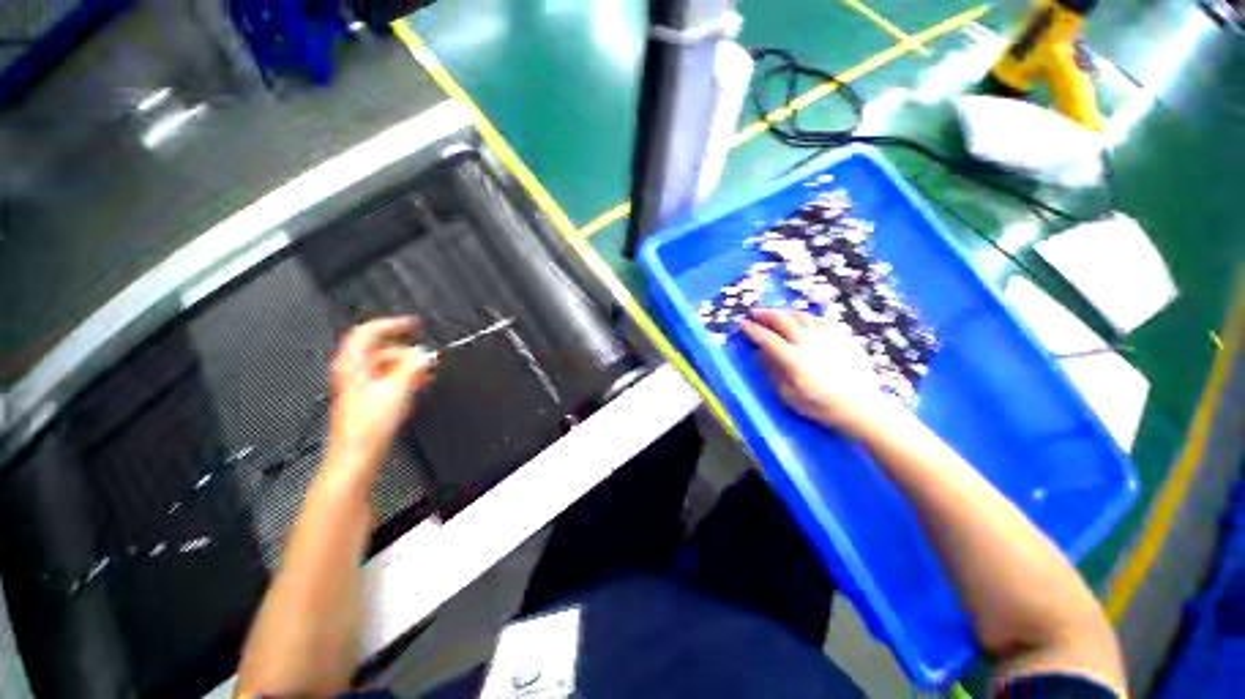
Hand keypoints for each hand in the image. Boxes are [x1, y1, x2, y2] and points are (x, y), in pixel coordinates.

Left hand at [326, 317, 436, 477]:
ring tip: (428, 372)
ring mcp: (360, 387)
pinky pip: (389, 380)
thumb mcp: (395, 391)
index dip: (391, 324)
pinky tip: (419, 385)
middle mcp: (353, 373)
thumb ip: (412, 368)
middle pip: (380, 350)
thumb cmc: (368, 427)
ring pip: (386, 365)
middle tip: (427, 357)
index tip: (414, 324)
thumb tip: (425, 354)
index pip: (367, 333)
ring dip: (408, 365)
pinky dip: (405, 378)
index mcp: (352, 366)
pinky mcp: (368, 400)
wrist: (357, 457)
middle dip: (406, 351)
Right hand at [741, 308, 892, 437]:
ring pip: (800, 316)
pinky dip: (805, 317)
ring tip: (774, 313)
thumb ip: (772, 371)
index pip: (767, 338)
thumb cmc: (821, 405)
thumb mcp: (789, 395)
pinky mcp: (841, 336)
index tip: (742, 324)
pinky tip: (801, 320)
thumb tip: (760, 354)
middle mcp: (808, 342)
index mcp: (793, 359)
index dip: (752, 329)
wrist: (861, 406)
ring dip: (783, 312)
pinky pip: (819, 319)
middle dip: (765, 314)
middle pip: (782, 320)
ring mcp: (826, 337)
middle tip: (754, 313)